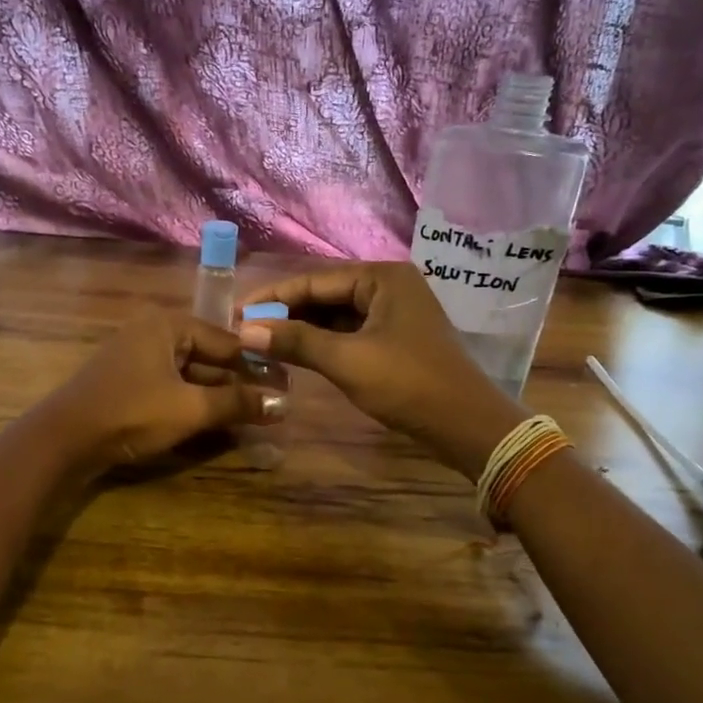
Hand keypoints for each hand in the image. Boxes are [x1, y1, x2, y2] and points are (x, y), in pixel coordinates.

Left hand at [37, 313, 278, 473]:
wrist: (62, 441)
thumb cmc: (131, 414)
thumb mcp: (190, 409)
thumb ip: (237, 403)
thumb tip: (283, 403)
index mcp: (167, 325)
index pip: (226, 339)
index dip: (258, 363)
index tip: (287, 384)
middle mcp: (152, 332)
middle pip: (208, 353)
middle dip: (239, 379)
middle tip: (272, 402)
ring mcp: (136, 357)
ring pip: (189, 372)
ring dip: (217, 393)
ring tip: (250, 413)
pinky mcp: (126, 382)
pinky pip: (171, 385)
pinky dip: (193, 400)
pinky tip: (214, 420)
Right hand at [238, 263, 523, 477]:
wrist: (466, 425)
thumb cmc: (407, 384)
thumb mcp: (347, 360)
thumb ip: (296, 341)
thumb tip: (245, 330)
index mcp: (382, 278)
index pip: (314, 280)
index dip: (273, 298)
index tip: (236, 312)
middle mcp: (389, 286)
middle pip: (325, 295)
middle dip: (286, 313)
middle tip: (245, 329)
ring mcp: (395, 313)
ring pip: (336, 315)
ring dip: (303, 329)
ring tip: (263, 342)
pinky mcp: (396, 338)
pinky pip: (350, 332)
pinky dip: (323, 342)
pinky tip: (296, 354)